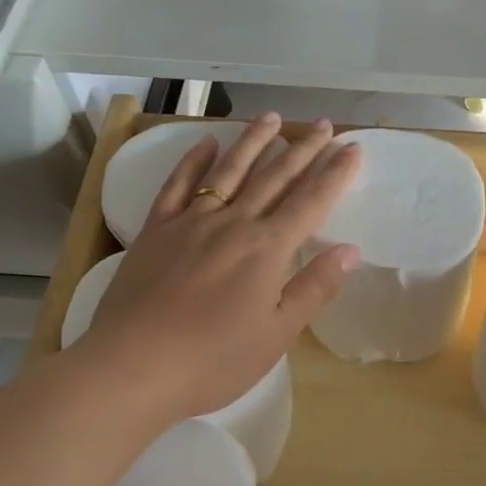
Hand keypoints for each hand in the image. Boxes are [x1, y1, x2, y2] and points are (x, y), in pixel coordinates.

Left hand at [77, 113, 360, 426]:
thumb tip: (351, 250)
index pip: (311, 202)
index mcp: (267, 249)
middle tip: (322, 124)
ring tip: (272, 117)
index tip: (353, 147)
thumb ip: (314, 288)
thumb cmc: (213, 361)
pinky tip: (206, 143)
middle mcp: (234, 223)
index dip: (335, 173)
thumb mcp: (277, 334)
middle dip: (303, 149)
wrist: (132, 367)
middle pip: (275, 177)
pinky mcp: (156, 229)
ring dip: (254, 141)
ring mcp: (191, 221)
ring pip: (229, 170)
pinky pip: (179, 185)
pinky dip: (194, 161)